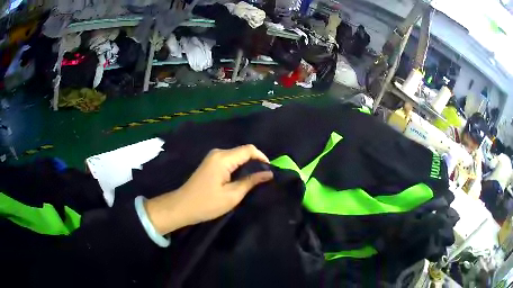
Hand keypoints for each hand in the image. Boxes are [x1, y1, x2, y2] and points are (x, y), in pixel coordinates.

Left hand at [145, 145, 273, 234]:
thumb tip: (269, 173)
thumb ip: (251, 181)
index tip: (270, 171)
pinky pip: (230, 161)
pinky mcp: (211, 163)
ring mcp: (213, 157)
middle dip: (256, 162)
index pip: (249, 150)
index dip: (263, 158)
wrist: (182, 206)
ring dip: (247, 166)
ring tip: (256, 180)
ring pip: (237, 156)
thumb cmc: (207, 203)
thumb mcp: (232, 195)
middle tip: (265, 178)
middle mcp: (218, 153)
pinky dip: (239, 168)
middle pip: (243, 152)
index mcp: (223, 158)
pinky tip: (242, 179)